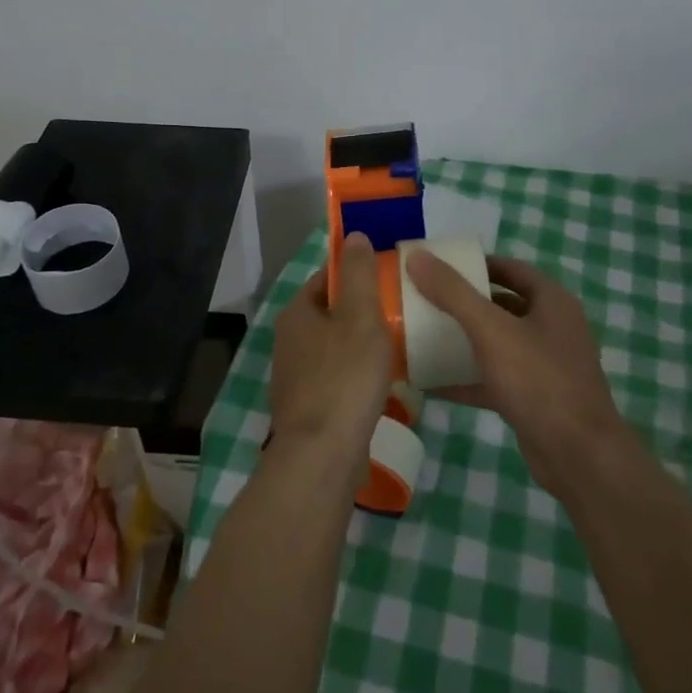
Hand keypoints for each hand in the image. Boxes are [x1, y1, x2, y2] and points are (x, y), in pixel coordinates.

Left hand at [267, 232, 393, 483]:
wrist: (322, 457)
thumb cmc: (344, 378)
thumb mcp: (360, 317)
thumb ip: (359, 275)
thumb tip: (354, 235)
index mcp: (297, 313)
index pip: (327, 277)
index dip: (357, 271)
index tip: (389, 274)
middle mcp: (290, 340)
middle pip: (331, 311)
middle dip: (363, 308)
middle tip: (401, 309)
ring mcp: (297, 376)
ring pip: (335, 346)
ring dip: (362, 342)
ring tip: (398, 344)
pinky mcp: (309, 407)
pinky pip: (337, 377)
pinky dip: (357, 374)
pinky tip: (381, 382)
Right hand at [404, 250, 629, 496]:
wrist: (580, 457)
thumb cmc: (539, 380)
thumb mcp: (491, 330)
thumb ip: (453, 292)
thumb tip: (416, 256)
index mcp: (552, 302)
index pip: (511, 269)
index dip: (477, 264)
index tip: (440, 266)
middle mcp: (552, 328)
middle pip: (502, 305)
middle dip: (465, 302)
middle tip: (425, 299)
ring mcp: (545, 366)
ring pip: (498, 343)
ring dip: (464, 340)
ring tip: (423, 335)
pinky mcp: (534, 399)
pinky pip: (495, 379)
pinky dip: (467, 378)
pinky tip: (431, 383)